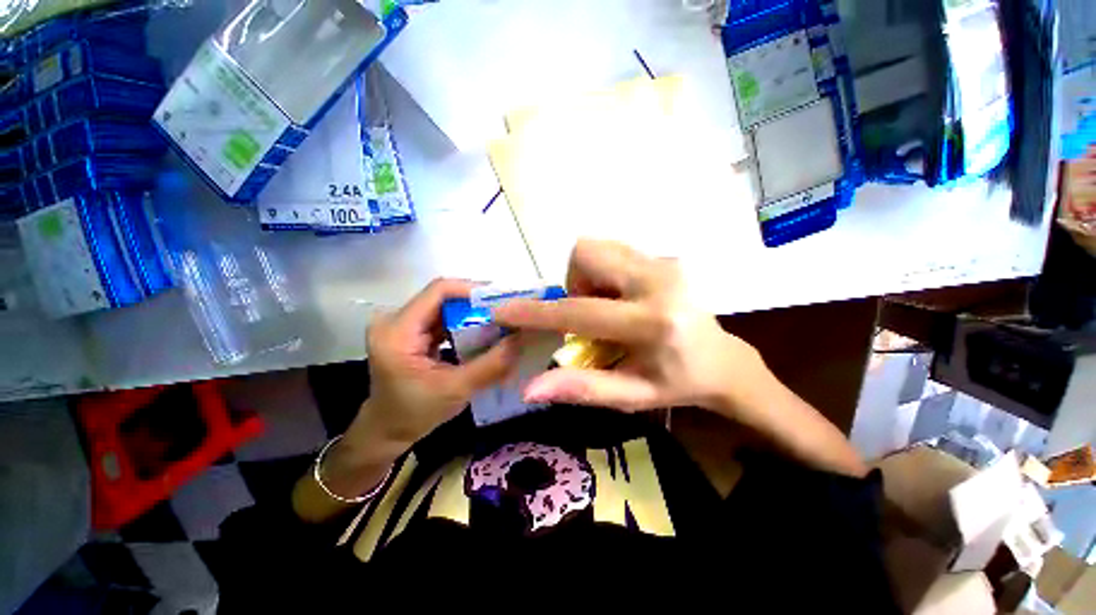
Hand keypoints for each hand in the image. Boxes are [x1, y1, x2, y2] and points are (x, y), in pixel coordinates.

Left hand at [348, 279, 519, 453]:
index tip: (502, 300)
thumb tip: (522, 337)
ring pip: (445, 306)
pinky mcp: (410, 330)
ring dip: (473, 312)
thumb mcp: (457, 390)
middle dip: (477, 303)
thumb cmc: (416, 414)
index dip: (472, 290)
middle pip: (443, 297)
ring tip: (500, 320)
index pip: (439, 291)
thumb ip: (492, 364)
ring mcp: (402, 324)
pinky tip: (484, 331)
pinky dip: (465, 322)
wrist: (388, 431)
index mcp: (398, 331)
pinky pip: (443, 317)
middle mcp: (395, 319)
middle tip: (507, 311)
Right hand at [493, 239, 768, 415]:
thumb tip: (530, 389)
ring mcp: (665, 262)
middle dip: (574, 285)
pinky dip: (603, 273)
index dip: (536, 313)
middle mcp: (659, 280)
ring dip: (588, 279)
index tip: (504, 310)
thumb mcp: (630, 396)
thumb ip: (581, 389)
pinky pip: (614, 250)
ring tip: (606, 308)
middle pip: (587, 253)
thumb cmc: (676, 383)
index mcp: (653, 322)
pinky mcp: (666, 256)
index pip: (580, 311)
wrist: (722, 359)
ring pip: (597, 248)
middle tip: (589, 315)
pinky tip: (620, 297)